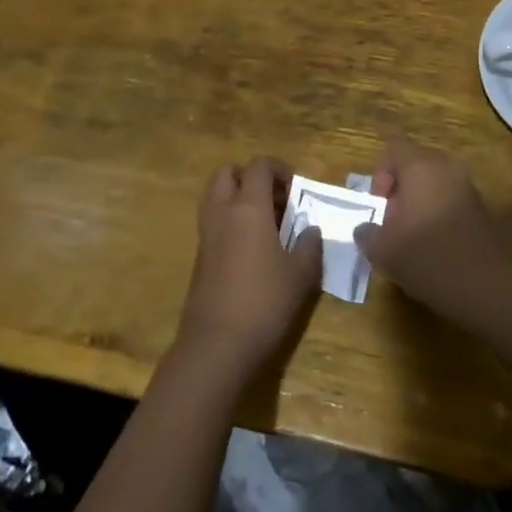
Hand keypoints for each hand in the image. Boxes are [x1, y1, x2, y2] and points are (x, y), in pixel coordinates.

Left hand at [175, 157, 321, 373]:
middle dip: (250, 177)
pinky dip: (230, 220)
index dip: (279, 168)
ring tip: (265, 222)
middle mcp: (222, 213)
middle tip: (275, 198)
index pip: (259, 166)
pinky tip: (252, 248)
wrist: (216, 346)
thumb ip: (309, 245)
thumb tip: (311, 230)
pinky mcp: (199, 257)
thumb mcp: (300, 275)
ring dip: (237, 197)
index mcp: (248, 208)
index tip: (296, 187)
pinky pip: (213, 221)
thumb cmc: (264, 303)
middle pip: (227, 173)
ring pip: (215, 196)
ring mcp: (206, 234)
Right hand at [356, 139, 511, 327]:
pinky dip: (436, 216)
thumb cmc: (427, 257)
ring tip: (410, 240)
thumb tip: (366, 229)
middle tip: (391, 225)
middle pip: (413, 165)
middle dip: (398, 192)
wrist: (485, 288)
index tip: (380, 208)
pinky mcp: (481, 209)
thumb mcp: (382, 249)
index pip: (393, 148)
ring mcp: (468, 188)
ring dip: (417, 205)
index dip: (379, 175)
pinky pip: (449, 201)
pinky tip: (432, 248)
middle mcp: (447, 168)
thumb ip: (367, 233)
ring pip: (432, 184)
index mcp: (421, 166)